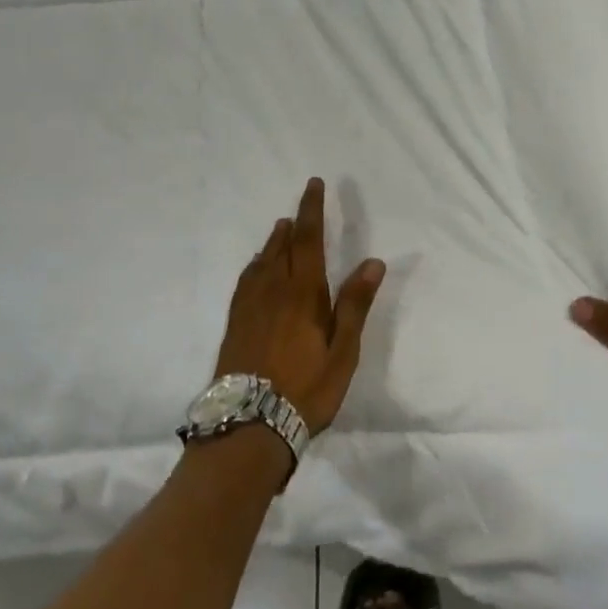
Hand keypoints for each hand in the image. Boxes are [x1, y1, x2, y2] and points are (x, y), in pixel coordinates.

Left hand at [215, 178, 386, 434]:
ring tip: (280, 229)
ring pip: (262, 262)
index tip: (314, 184)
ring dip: (273, 242)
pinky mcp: (235, 324)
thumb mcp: (343, 351)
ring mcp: (249, 306)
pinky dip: (255, 265)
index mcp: (303, 293)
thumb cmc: (306, 388)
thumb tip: (372, 261)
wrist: (249, 423)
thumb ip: (355, 304)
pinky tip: (256, 270)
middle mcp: (273, 291)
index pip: (309, 240)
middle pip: (283, 247)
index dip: (312, 210)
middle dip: (294, 222)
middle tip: (300, 206)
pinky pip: (245, 281)